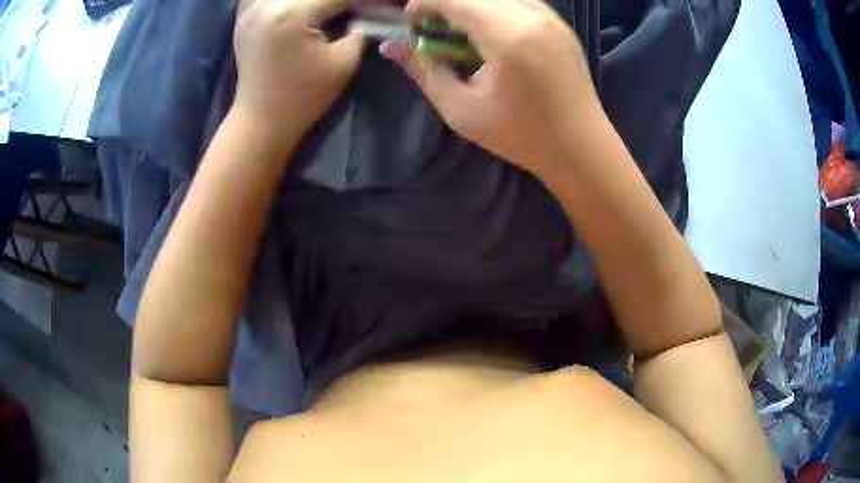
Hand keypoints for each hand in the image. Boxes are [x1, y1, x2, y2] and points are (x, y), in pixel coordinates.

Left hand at [233, 0, 363, 135]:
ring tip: (328, 8)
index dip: (364, 1)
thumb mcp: (344, 63)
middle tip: (355, 9)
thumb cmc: (304, 97)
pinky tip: (293, 5)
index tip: (381, 6)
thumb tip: (369, 11)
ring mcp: (250, 9)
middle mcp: (266, 3)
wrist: (262, 120)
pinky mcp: (243, 17)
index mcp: (292, 13)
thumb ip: (361, 29)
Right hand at [381, 0, 603, 175]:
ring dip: (469, 6)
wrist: (581, 147)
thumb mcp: (462, 110)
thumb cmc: (521, 136)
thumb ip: (425, 70)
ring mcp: (550, 16)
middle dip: (444, 4)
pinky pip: (516, 1)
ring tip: (462, 34)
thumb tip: (392, 47)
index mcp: (507, 35)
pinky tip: (491, 35)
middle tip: (433, 31)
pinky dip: (494, 9)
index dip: (422, 5)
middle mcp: (531, 14)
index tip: (411, 26)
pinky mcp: (559, 23)